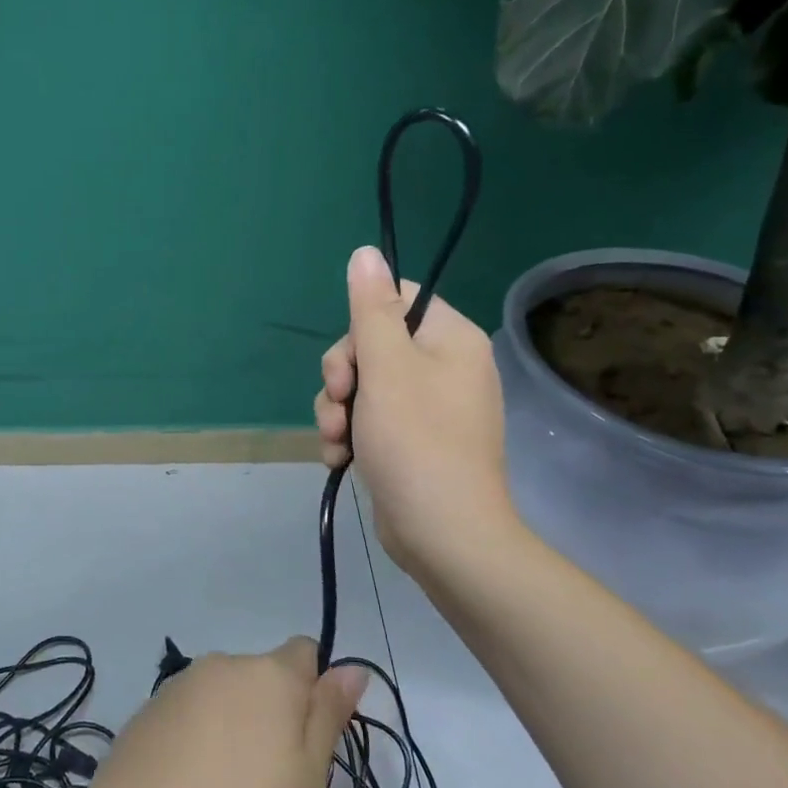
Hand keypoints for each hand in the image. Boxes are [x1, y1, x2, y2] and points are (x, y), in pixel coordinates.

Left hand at [69, 639, 364, 787]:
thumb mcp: (306, 783)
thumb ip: (328, 717)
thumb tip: (351, 666)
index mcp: (268, 674)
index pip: (305, 653)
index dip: (314, 694)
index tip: (308, 749)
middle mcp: (221, 665)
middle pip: (263, 679)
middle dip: (273, 719)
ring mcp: (176, 688)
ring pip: (224, 701)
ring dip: (234, 733)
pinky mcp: (143, 715)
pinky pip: (188, 720)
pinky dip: (196, 746)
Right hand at [314, 246, 518, 582]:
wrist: (444, 536)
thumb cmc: (416, 442)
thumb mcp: (386, 367)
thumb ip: (372, 307)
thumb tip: (366, 250)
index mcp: (450, 339)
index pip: (396, 301)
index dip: (361, 326)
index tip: (353, 359)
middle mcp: (444, 368)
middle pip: (372, 345)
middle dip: (342, 377)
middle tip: (340, 405)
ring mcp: (429, 408)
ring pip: (363, 387)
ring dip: (337, 411)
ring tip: (336, 442)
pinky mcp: (412, 442)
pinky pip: (370, 420)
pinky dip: (350, 436)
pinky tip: (341, 459)